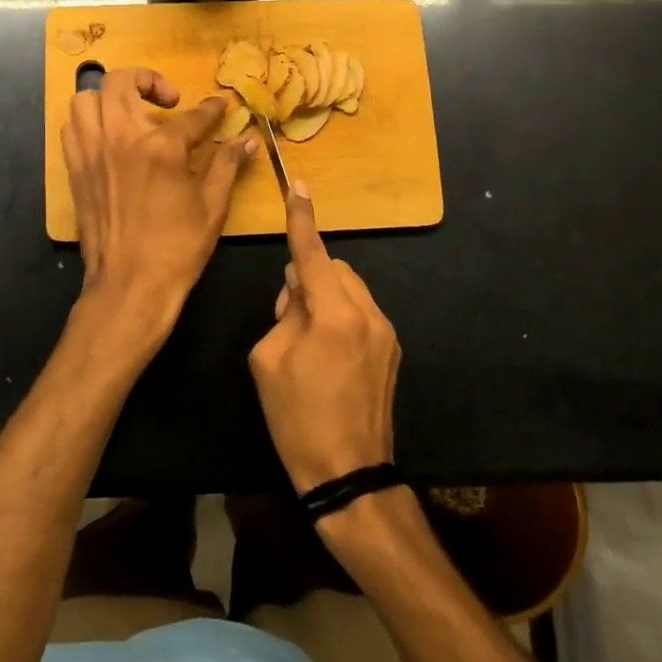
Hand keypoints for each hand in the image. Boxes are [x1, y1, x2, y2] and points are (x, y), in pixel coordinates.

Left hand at [62, 67, 252, 351]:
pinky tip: (109, 137)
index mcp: (160, 147)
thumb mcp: (212, 206)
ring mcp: (91, 152)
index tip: (219, 106)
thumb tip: (248, 140)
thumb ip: (227, 164)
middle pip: (122, 82)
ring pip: (87, 99)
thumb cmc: (177, 248)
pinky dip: (89, 122)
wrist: (130, 285)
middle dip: (148, 80)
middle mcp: (120, 138)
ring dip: (110, 97)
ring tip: (131, 113)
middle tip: (168, 101)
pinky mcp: (75, 170)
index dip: (211, 109)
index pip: (191, 116)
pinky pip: (71, 128)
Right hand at [248, 184, 400, 493]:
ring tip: (307, 339)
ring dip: (326, 297)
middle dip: (309, 277)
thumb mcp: (268, 360)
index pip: (313, 254)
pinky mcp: (392, 350)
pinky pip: (361, 313)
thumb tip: (298, 292)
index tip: (299, 186)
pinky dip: (341, 315)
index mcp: (334, 315)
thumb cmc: (298, 419)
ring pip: (350, 289)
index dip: (302, 219)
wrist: (350, 475)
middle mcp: (368, 314)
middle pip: (335, 269)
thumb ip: (283, 313)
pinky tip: (328, 355)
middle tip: (287, 315)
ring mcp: (386, 333)